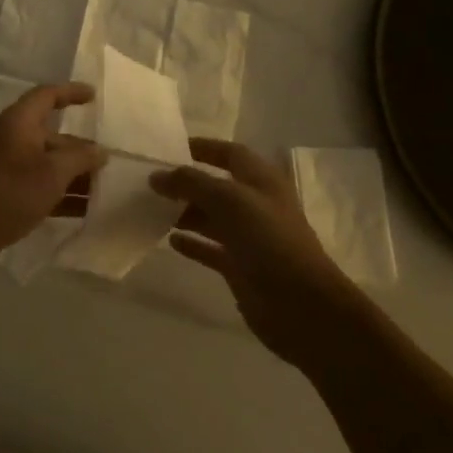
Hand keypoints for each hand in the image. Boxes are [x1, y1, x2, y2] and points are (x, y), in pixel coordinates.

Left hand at [0, 83, 106, 286]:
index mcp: (18, 123)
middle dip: (80, 148)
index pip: (46, 96)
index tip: (94, 96)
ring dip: (74, 175)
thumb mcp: (52, 172)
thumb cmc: (8, 193)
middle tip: (110, 163)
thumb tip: (99, 152)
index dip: (70, 93)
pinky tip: (84, 212)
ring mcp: (6, 170)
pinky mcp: (5, 196)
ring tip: (104, 190)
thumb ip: (80, 158)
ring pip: (47, 165)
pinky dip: (61, 196)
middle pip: (51, 136)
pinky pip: (39, 188)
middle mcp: (11, 141)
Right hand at [150, 139, 356, 366]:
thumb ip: (191, 183)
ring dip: (185, 213)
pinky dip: (192, 243)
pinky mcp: (240, 267)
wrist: (301, 305)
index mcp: (261, 181)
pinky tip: (169, 240)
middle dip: (187, 183)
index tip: (170, 148)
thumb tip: (156, 176)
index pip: (230, 153)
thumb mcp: (229, 200)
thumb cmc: (269, 240)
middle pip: (217, 187)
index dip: (204, 148)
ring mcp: (249, 238)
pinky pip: (210, 248)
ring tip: (152, 211)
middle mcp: (255, 205)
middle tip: (151, 184)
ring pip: (211, 218)